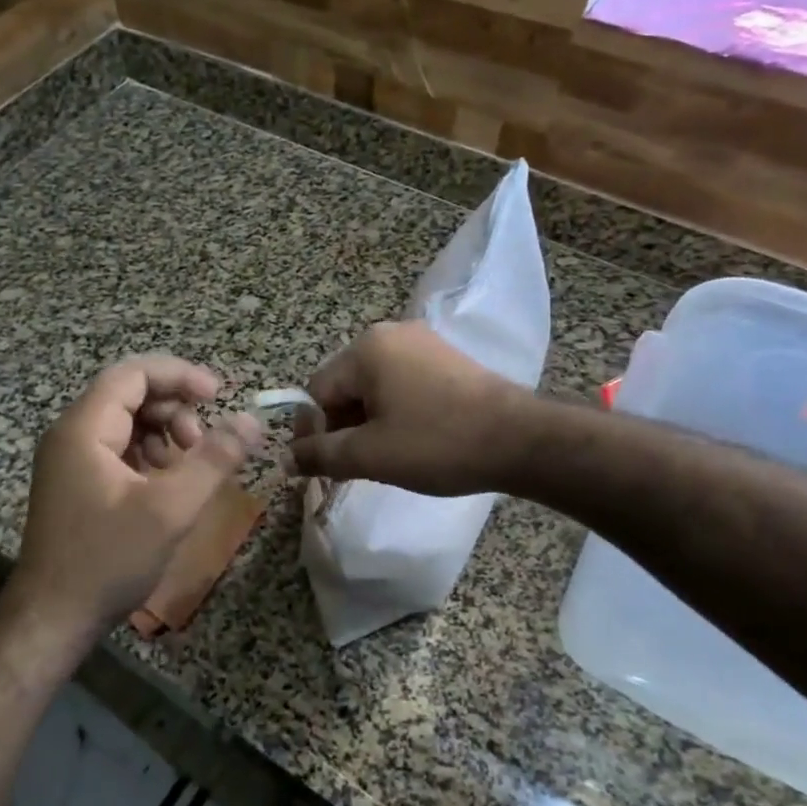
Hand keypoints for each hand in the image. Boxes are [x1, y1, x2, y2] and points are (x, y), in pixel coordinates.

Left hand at [6, 357, 262, 645]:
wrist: (50, 621)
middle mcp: (70, 434)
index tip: (217, 395)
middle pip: (129, 394)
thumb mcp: (170, 509)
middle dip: (174, 409)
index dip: (179, 375)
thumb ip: (214, 459)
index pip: (133, 373)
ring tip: (187, 466)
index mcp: (83, 428)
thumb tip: (251, 420)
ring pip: (125, 422)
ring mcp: (69, 460)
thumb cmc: (108, 561)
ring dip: (164, 432)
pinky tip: (166, 484)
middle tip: (202, 443)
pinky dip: (148, 455)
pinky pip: (117, 449)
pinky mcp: (75, 483)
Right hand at [288, 322, 533, 496]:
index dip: (311, 432)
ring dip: (366, 424)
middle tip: (347, 470)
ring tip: (377, 461)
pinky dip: (394, 413)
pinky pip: (402, 385)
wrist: (521, 440)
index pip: (317, 391)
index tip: (316, 469)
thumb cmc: (437, 443)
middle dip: (340, 429)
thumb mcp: (370, 454)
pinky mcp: (446, 360)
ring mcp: (423, 344)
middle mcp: (391, 334)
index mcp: (366, 349)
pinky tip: (406, 442)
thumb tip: (285, 459)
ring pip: (374, 388)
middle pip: (345, 387)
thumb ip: (321, 455)